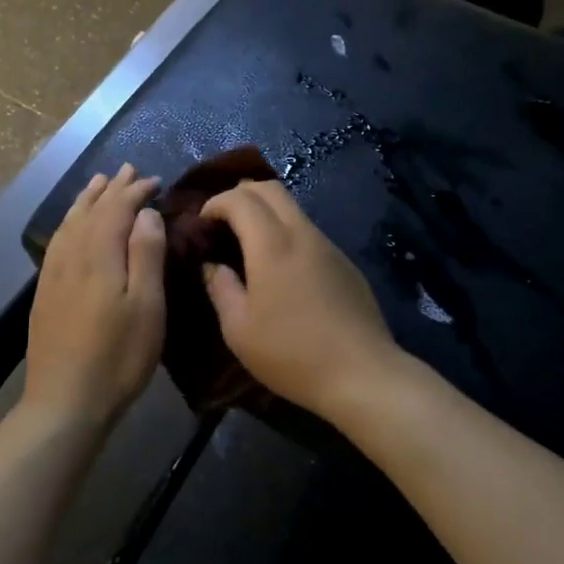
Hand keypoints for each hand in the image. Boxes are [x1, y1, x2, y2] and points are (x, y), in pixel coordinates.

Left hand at [24, 164, 166, 429]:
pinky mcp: (45, 291)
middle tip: (128, 170)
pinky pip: (58, 240)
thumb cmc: (118, 356)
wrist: (65, 401)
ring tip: (98, 183)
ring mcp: (54, 273)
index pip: (117, 208)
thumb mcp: (147, 306)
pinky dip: (69, 221)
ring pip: (70, 222)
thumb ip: (146, 254)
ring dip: (87, 200)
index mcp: (99, 254)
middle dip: (111, 189)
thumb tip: (145, 212)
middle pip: (92, 210)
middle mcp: (72, 255)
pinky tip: (73, 226)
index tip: (154, 180)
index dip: (135, 191)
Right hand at [200, 179, 399, 418]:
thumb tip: (213, 265)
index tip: (201, 225)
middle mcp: (302, 233)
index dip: (215, 203)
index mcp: (272, 244)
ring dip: (265, 212)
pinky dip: (286, 232)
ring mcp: (328, 246)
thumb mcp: (239, 329)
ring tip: (248, 242)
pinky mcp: (345, 262)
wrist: (362, 374)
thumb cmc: (291, 353)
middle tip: (221, 221)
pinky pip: (308, 231)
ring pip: (292, 208)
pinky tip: (281, 267)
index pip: (240, 198)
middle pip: (270, 189)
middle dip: (240, 194)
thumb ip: (221, 288)